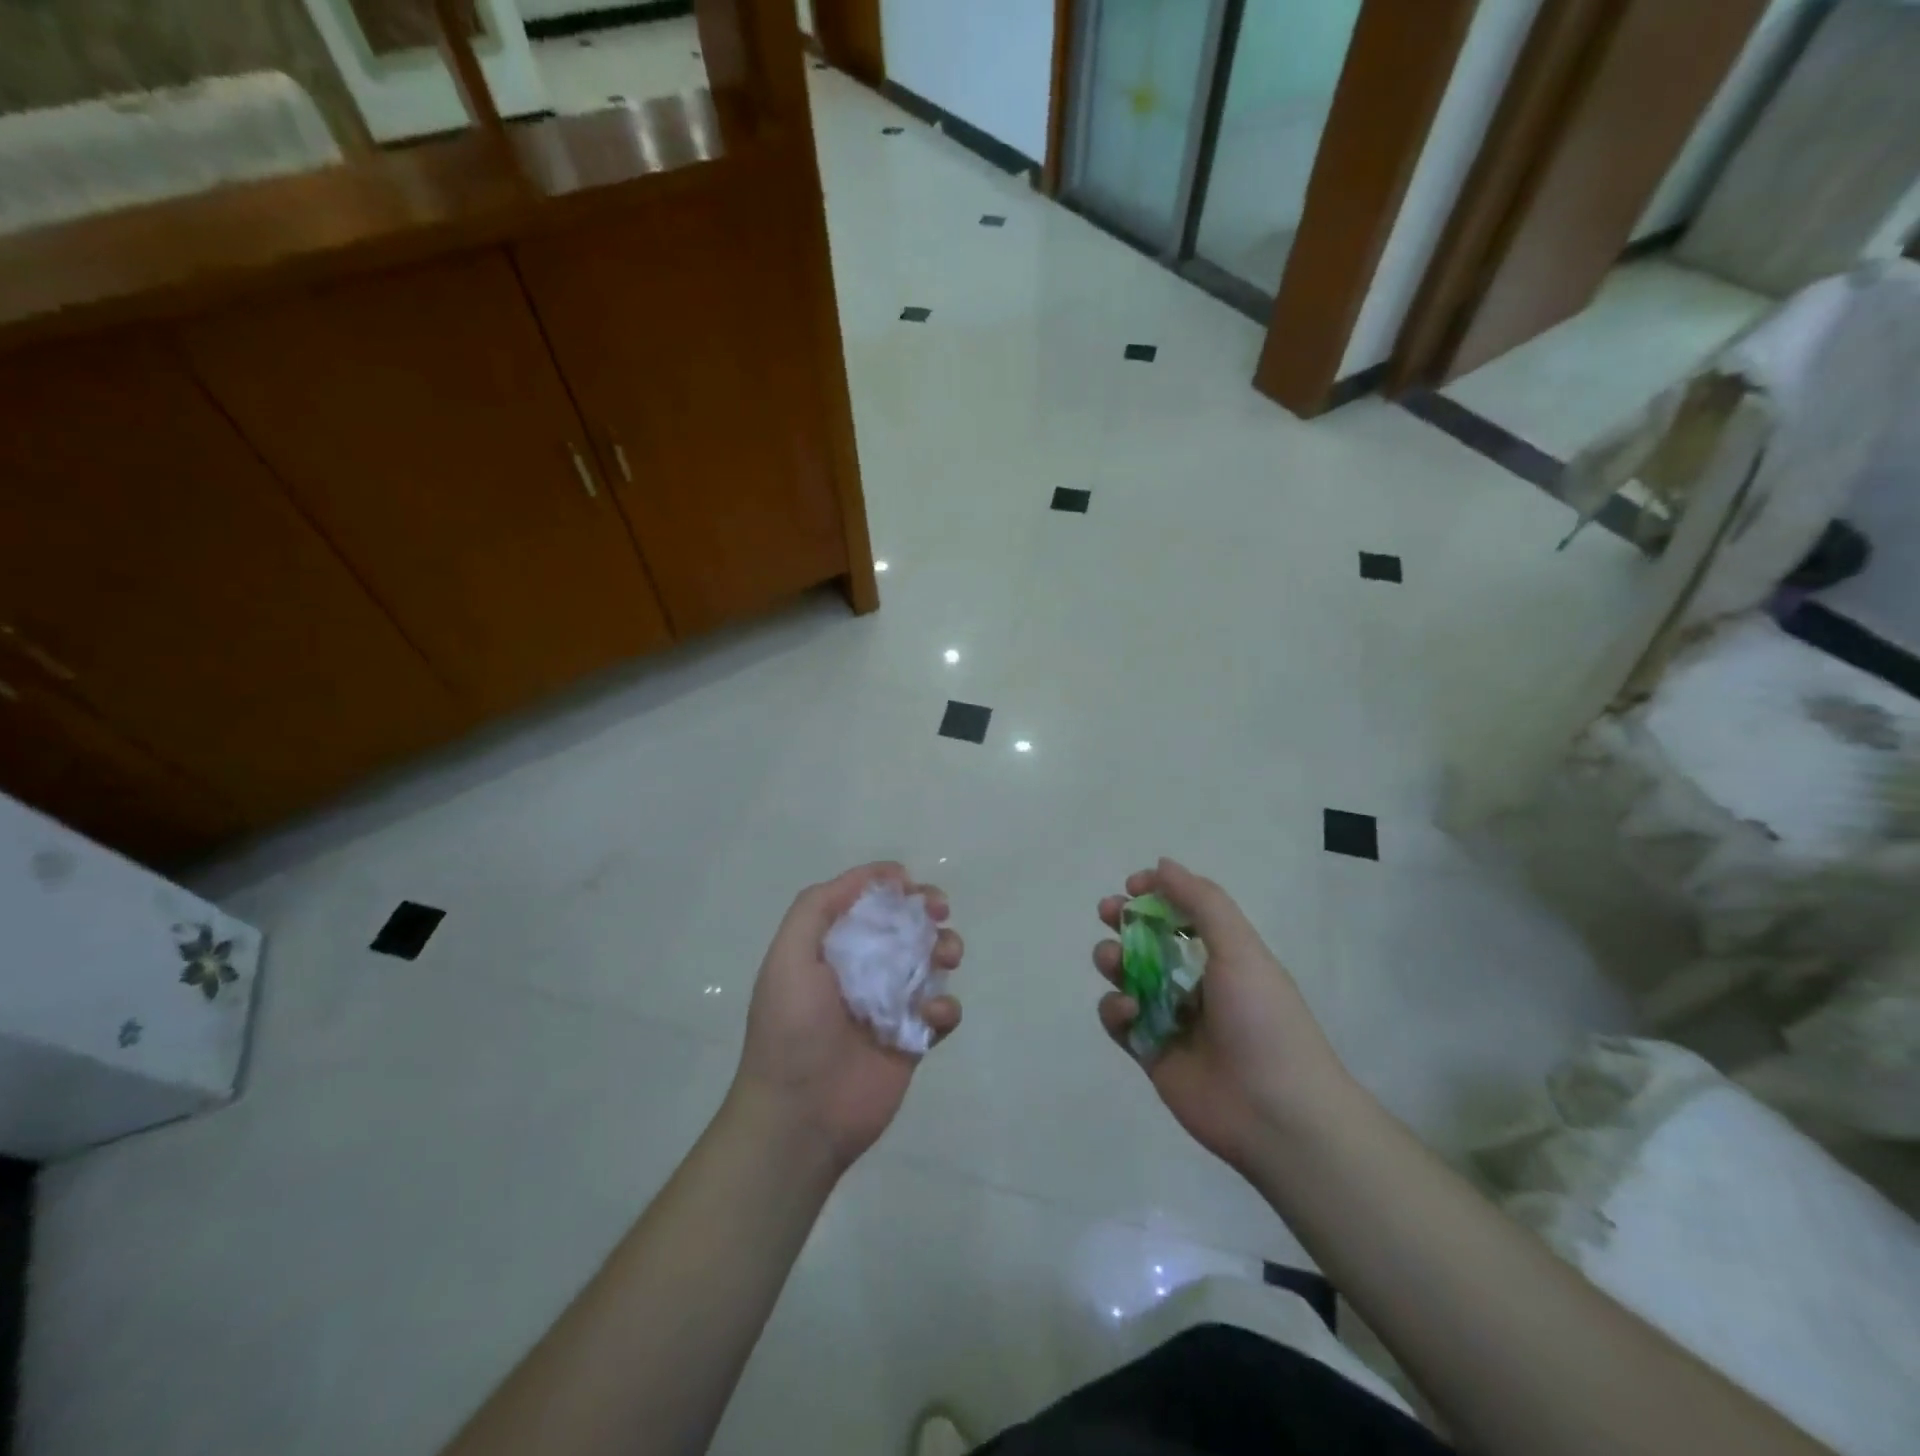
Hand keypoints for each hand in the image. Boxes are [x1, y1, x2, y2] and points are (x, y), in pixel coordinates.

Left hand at [733, 862, 962, 1172]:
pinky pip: (942, 1011)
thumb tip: (872, 876)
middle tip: (938, 912)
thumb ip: (817, 907)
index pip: (866, 904)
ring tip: (945, 956)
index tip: (910, 883)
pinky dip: (946, 1006)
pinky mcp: (913, 1039)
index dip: (890, 887)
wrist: (800, 1117)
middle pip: (905, 927)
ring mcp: (890, 1005)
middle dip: (926, 912)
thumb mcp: (788, 956)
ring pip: (930, 963)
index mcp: (831, 948)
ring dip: (944, 949)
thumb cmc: (791, 1029)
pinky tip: (932, 1014)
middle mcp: (863, 970)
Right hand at [1093, 859, 1350, 1172]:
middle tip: (1107, 912)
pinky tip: (1127, 1011)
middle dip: (1125, 921)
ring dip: (1114, 959)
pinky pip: (1120, 1021)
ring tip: (1112, 960)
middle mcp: (1196, 982)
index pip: (1183, 913)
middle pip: (1150, 941)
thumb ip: (1202, 902)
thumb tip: (1162, 864)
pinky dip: (1115, 1009)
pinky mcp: (1151, 1053)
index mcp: (1224, 955)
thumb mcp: (1240, 948)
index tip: (1133, 885)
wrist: (1276, 1113)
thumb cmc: (1262, 1019)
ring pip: (1129, 977)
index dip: (1157, 894)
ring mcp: (1172, 1019)